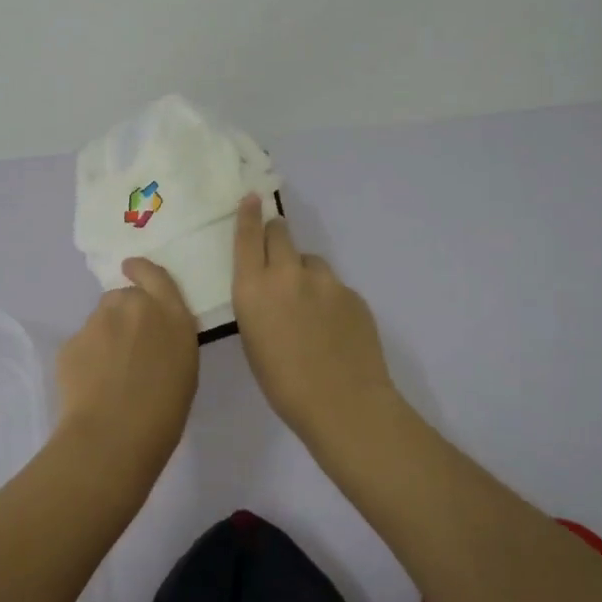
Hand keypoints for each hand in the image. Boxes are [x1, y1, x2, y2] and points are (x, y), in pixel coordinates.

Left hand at [53, 257, 199, 487]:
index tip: (131, 268)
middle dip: (124, 313)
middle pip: (124, 297)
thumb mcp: (184, 369)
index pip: (156, 276)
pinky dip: (86, 357)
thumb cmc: (164, 413)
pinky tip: (91, 385)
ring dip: (105, 334)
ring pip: (100, 318)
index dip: (142, 269)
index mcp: (172, 316)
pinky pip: (82, 343)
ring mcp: (100, 321)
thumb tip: (153, 336)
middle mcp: (135, 308)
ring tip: (108, 372)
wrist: (113, 436)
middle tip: (127, 347)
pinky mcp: (72, 341)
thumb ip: (169, 339)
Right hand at [232, 196, 396, 445]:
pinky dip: (328, 298)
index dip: (249, 214)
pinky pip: (333, 286)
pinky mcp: (352, 293)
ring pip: (310, 260)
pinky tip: (332, 329)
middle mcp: (287, 274)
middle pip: (281, 233)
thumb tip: (270, 291)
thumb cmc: (283, 384)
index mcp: (253, 289)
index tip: (253, 197)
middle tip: (277, 253)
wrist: (344, 403)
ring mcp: (325, 281)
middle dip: (276, 236)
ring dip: (304, 272)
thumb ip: (258, 304)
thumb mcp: (252, 340)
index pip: (248, 237)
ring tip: (308, 308)